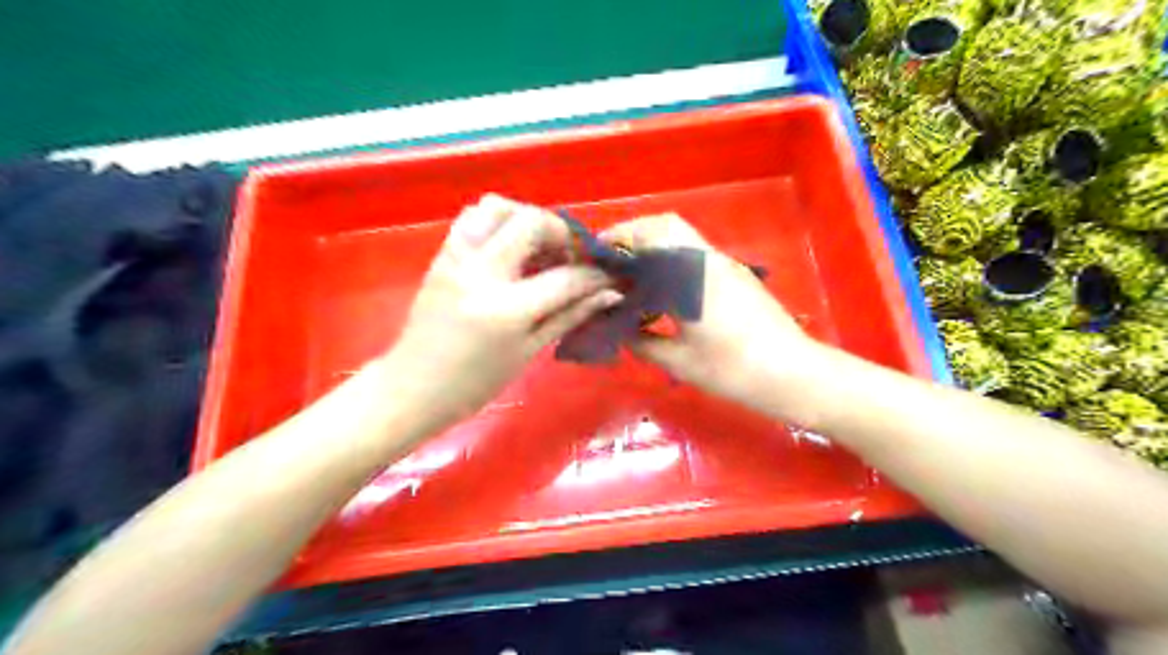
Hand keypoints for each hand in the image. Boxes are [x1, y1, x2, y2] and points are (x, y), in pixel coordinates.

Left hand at [383, 191, 618, 429]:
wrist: (413, 387)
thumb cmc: (475, 384)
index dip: (595, 275)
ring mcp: (457, 259)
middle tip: (571, 257)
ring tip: (539, 246)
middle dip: (562, 233)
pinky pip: (473, 218)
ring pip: (497, 206)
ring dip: (527, 218)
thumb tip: (608, 294)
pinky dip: (499, 221)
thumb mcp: (528, 353)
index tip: (608, 276)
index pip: (565, 277)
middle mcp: (480, 273)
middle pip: (531, 222)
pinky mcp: (442, 255)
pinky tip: (511, 247)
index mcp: (506, 310)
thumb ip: (569, 316)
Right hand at [601, 212, 818, 410]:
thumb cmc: (733, 369)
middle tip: (612, 263)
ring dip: (653, 246)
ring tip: (632, 276)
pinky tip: (662, 289)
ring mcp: (724, 264)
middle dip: (633, 235)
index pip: (646, 237)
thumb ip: (642, 341)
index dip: (616, 240)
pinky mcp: (735, 275)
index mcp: (690, 274)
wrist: (793, 373)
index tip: (594, 257)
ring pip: (681, 237)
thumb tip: (620, 330)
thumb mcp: (679, 361)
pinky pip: (694, 253)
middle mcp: (707, 258)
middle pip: (665, 225)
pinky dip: (671, 259)